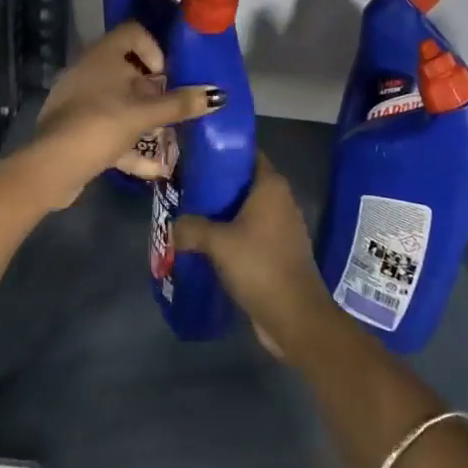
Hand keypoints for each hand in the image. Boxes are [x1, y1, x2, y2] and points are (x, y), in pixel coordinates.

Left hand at [30, 21, 219, 199]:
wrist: (52, 167)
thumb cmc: (101, 125)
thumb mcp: (145, 114)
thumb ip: (181, 104)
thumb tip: (218, 94)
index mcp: (103, 55)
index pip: (133, 32)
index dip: (154, 49)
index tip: (167, 75)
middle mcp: (88, 70)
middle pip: (127, 69)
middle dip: (153, 89)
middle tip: (171, 106)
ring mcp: (79, 99)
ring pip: (118, 100)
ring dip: (144, 118)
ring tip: (167, 136)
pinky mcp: (75, 127)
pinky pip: (108, 127)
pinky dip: (129, 144)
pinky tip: (153, 169)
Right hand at [172, 153, 338, 358]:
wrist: (294, 316)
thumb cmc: (259, 266)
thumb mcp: (218, 243)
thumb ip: (191, 227)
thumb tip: (174, 226)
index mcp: (271, 186)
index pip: (247, 154)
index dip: (222, 151)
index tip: (195, 155)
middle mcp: (280, 201)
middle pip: (244, 182)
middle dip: (216, 185)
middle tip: (184, 187)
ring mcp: (281, 227)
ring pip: (245, 210)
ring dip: (221, 213)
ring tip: (190, 215)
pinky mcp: (278, 251)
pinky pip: (250, 233)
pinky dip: (231, 234)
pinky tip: (207, 244)